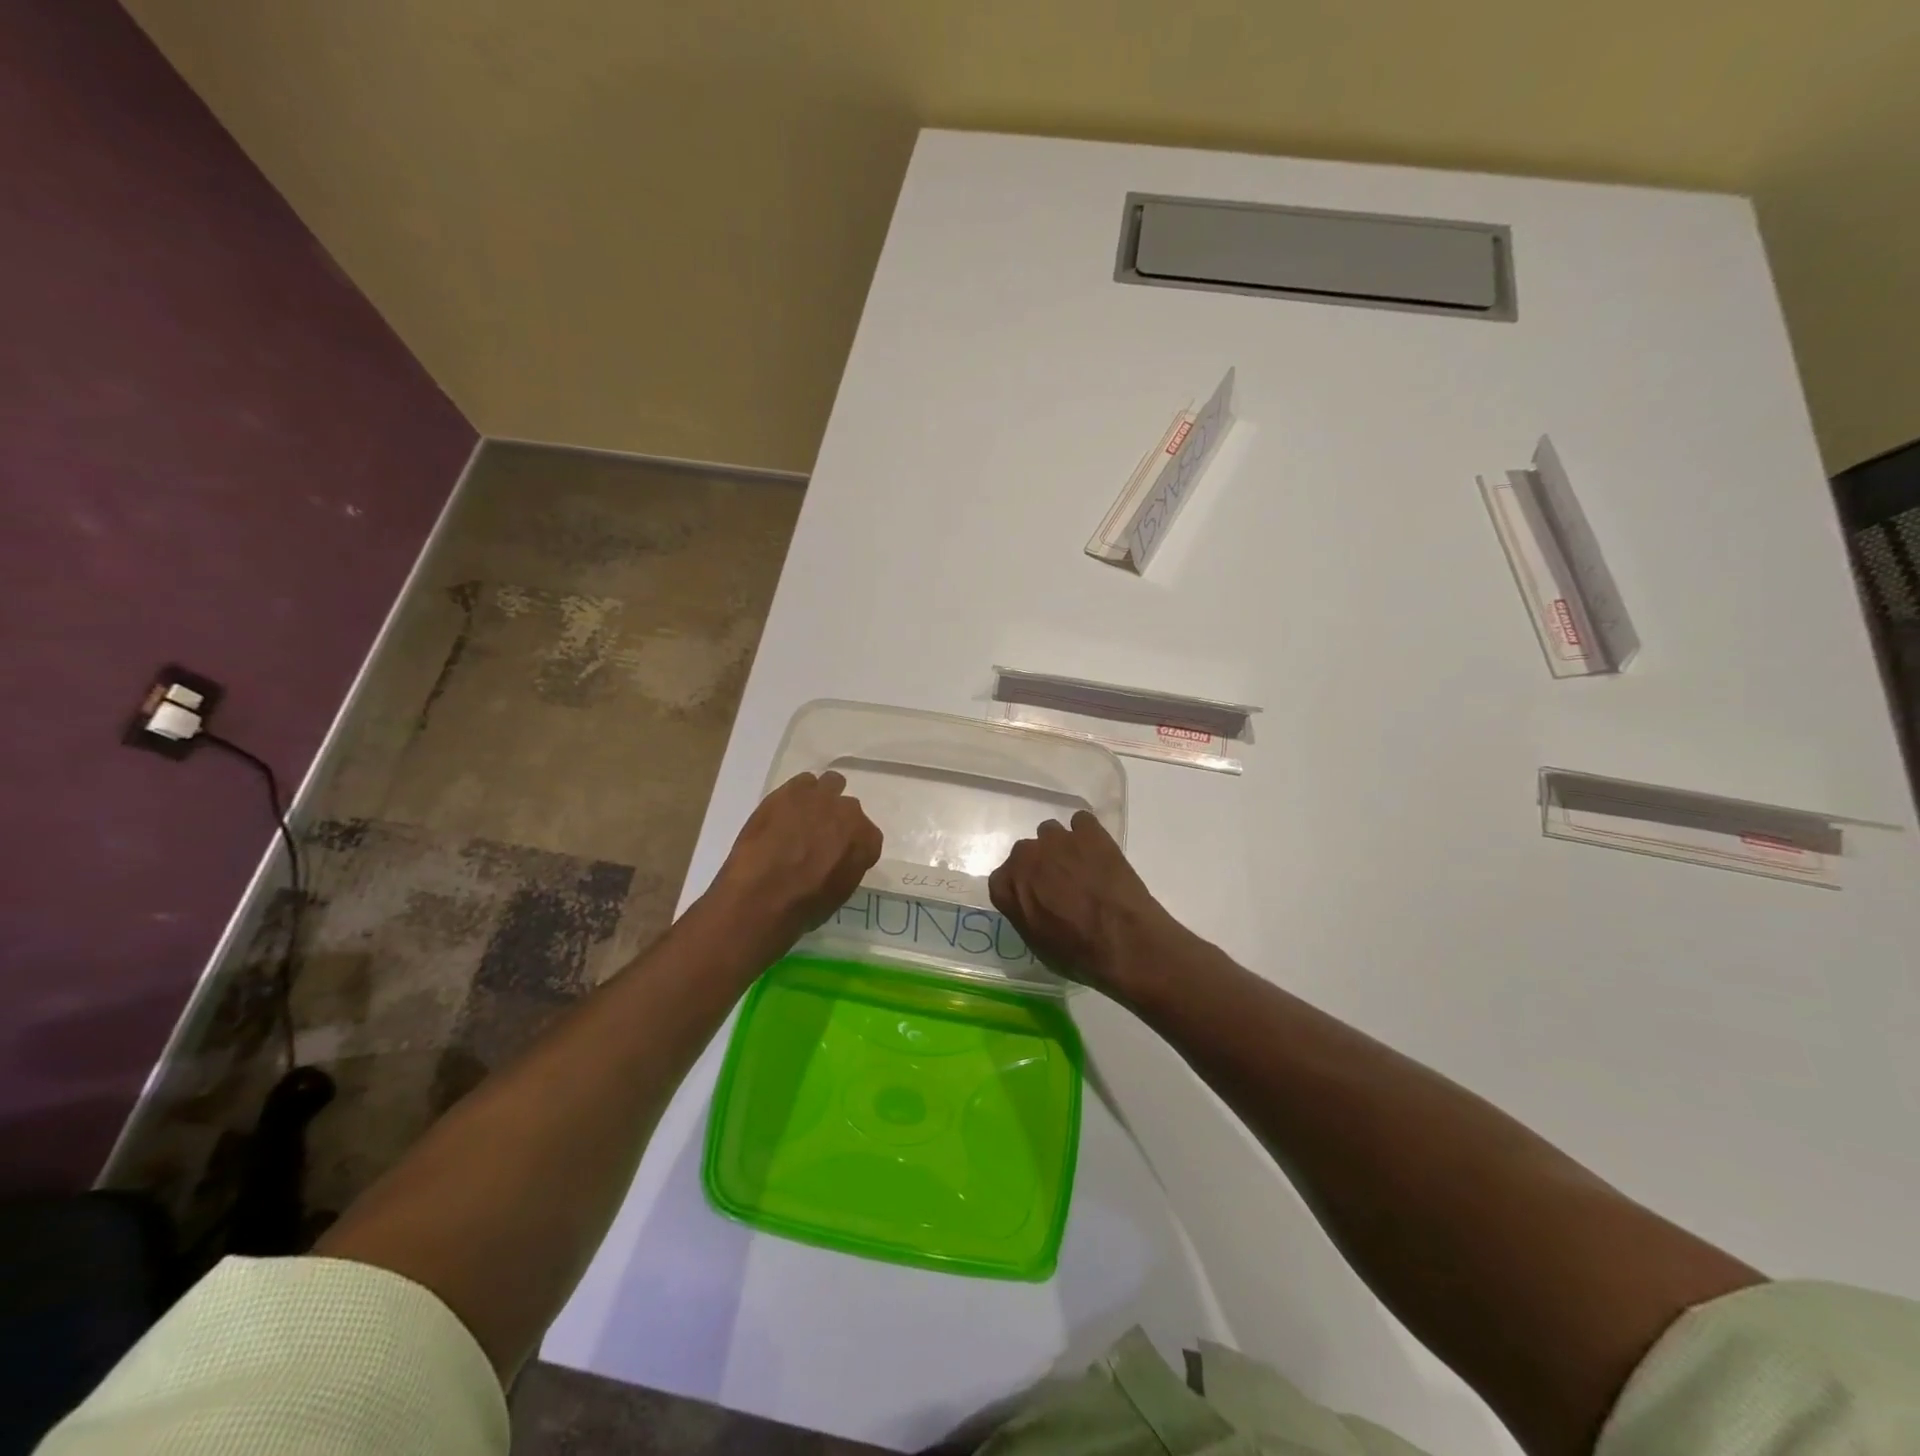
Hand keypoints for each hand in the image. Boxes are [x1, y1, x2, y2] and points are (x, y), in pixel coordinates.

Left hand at [709, 770, 882, 950]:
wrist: (762, 896)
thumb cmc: (803, 907)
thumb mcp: (839, 893)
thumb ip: (847, 866)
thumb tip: (837, 859)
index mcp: (867, 841)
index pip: (867, 836)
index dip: (851, 845)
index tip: (837, 855)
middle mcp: (850, 813)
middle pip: (849, 808)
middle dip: (836, 820)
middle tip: (817, 838)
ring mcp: (821, 798)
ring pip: (831, 784)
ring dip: (821, 798)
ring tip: (803, 816)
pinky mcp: (791, 791)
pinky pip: (803, 782)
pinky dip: (797, 794)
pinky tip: (784, 811)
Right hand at [988, 811, 1190, 999]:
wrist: (1122, 940)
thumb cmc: (1077, 953)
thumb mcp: (1037, 943)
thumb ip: (1024, 913)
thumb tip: (1031, 903)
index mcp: (1008, 886)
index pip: (1001, 879)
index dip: (1020, 888)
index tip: (1035, 898)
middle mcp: (1026, 856)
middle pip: (1026, 853)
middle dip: (1039, 865)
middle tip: (1060, 884)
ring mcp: (1058, 839)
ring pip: (1051, 833)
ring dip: (1061, 847)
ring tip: (1082, 866)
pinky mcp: (1089, 831)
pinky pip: (1082, 822)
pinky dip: (1087, 834)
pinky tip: (1099, 853)